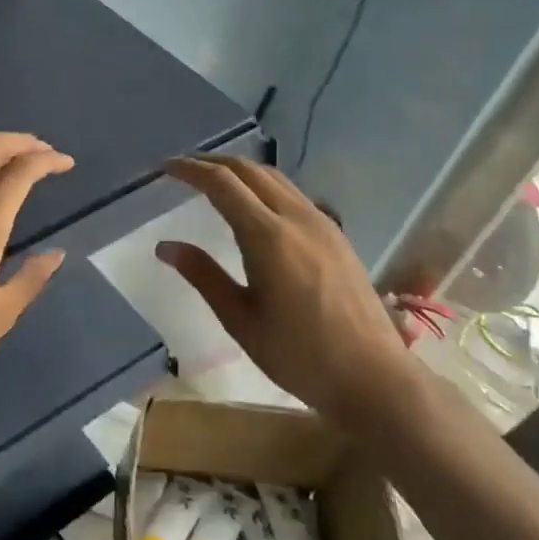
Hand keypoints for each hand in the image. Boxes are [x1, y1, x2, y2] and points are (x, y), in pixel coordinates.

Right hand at [156, 155, 419, 431]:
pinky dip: (263, 185)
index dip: (190, 170)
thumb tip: (165, 246)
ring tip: (213, 179)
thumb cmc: (299, 355)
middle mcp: (296, 218)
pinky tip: (254, 205)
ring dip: (240, 170)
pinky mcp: (336, 235)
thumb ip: (204, 276)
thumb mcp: (241, 320)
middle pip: (249, 170)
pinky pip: (292, 193)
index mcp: (268, 237)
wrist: (374, 377)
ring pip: (274, 177)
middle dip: (212, 162)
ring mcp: (322, 223)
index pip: (222, 183)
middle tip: (183, 168)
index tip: (165, 167)